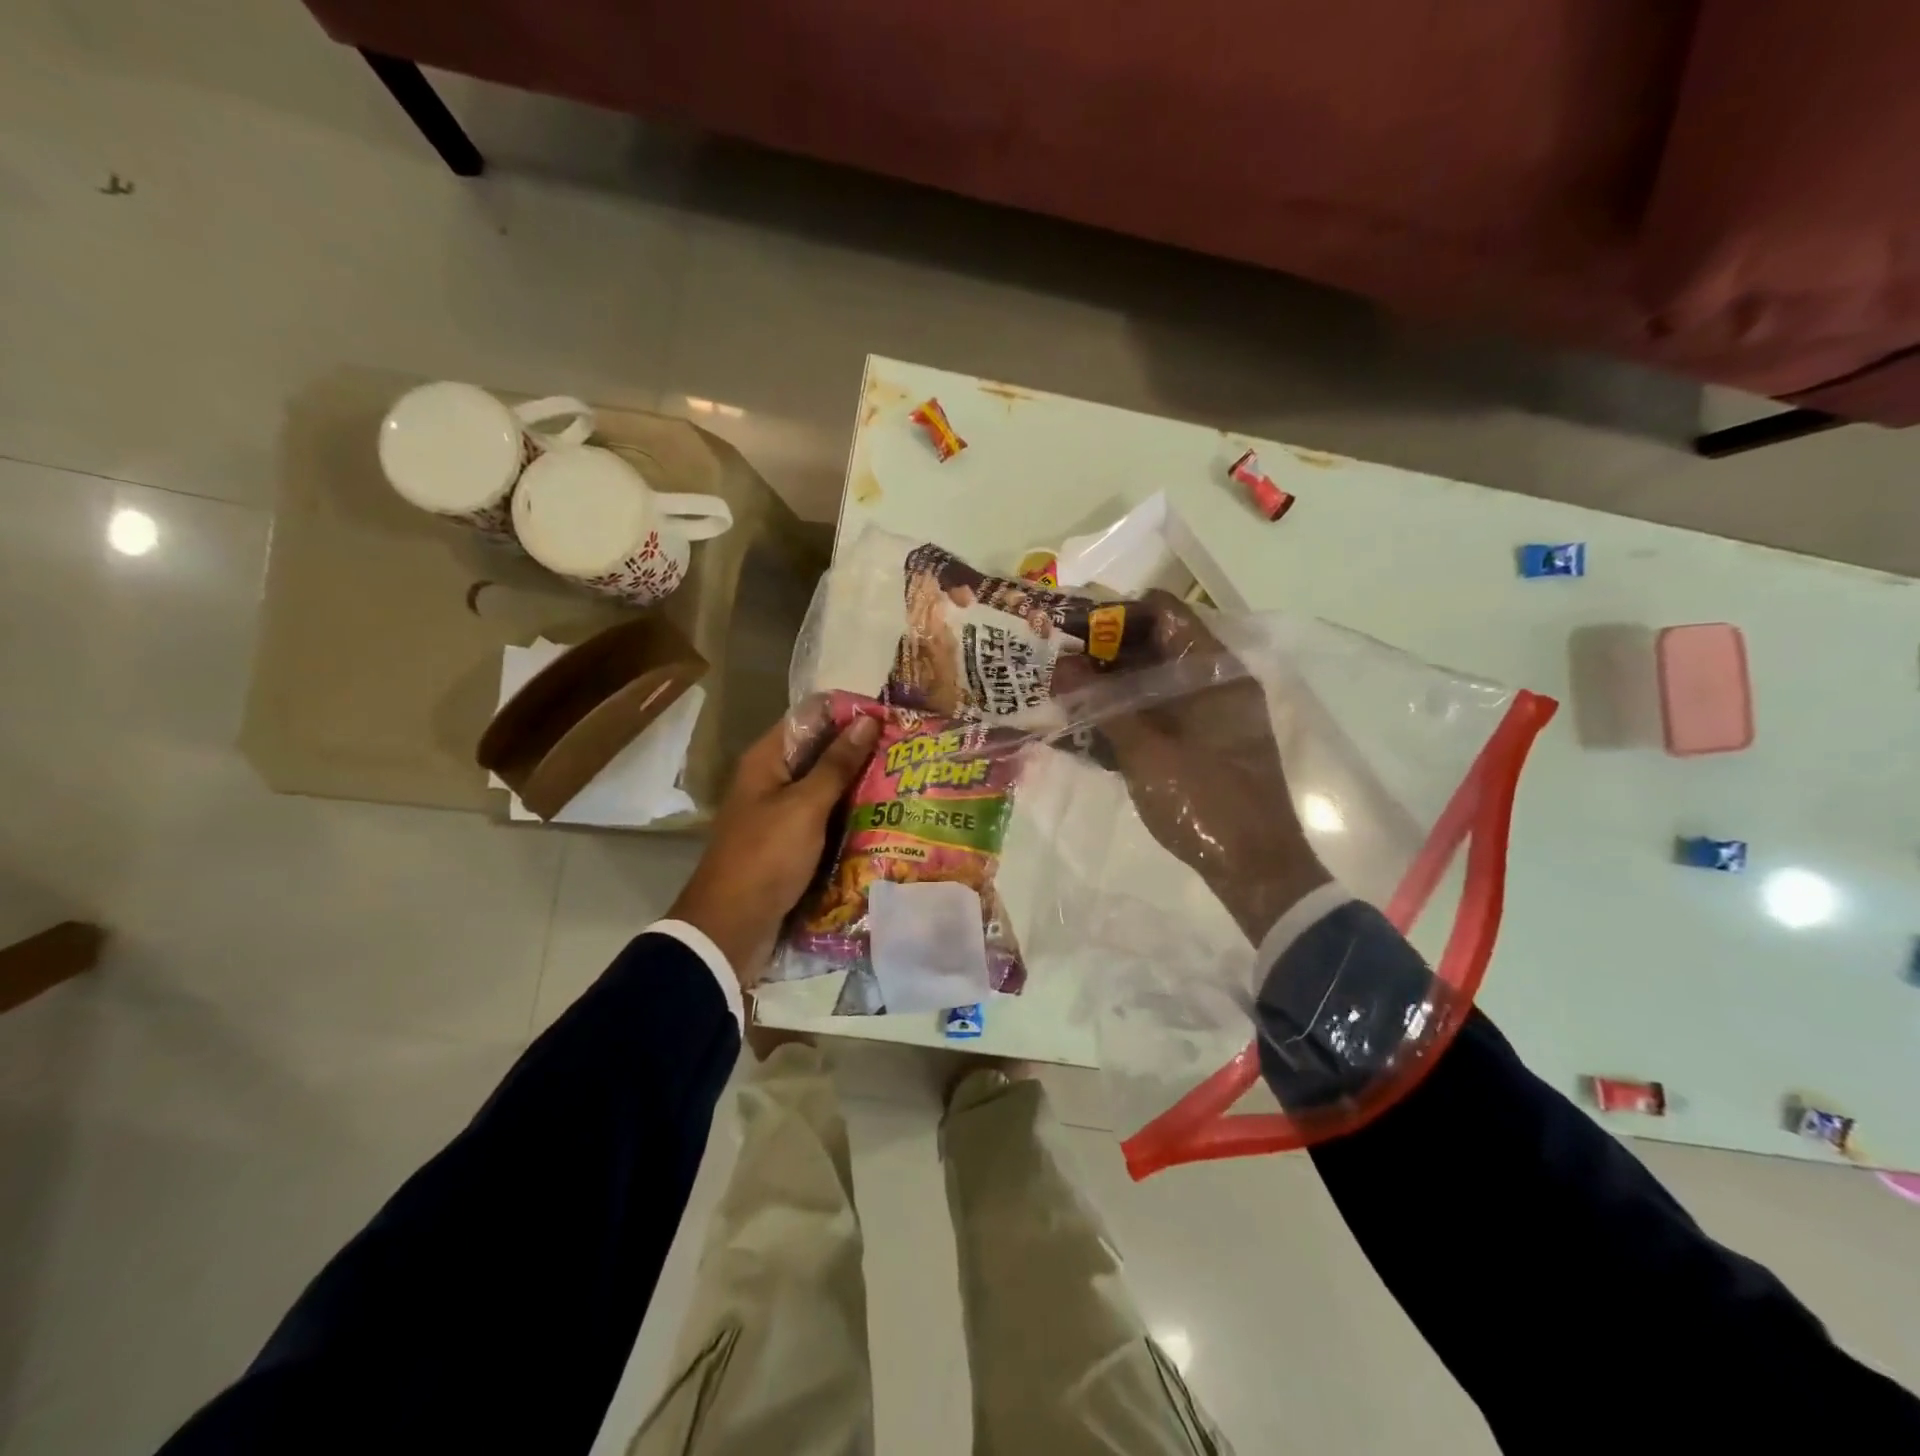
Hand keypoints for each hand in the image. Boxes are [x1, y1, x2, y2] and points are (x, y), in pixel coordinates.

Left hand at [668, 712, 879, 987]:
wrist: (731, 926)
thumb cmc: (766, 856)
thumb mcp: (805, 806)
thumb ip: (836, 764)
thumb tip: (867, 720)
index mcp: (766, 760)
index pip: (810, 718)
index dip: (848, 714)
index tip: (891, 717)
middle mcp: (771, 780)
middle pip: (820, 753)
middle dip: (860, 752)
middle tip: (907, 751)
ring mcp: (780, 813)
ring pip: (825, 789)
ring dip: (858, 786)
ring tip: (905, 780)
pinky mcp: (790, 843)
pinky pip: (825, 819)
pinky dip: (848, 816)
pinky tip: (883, 818)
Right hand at [1053, 593, 1329, 942]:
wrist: (1255, 868)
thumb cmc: (1204, 802)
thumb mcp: (1146, 753)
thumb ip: (1103, 706)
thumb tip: (1060, 666)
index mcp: (1214, 669)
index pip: (1162, 612)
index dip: (1114, 615)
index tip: (1070, 632)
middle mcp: (1215, 681)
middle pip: (1154, 645)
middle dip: (1104, 653)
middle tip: (1057, 665)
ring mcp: (1209, 713)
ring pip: (1153, 681)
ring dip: (1111, 686)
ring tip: (1064, 695)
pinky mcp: (1201, 742)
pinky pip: (1158, 712)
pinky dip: (1127, 714)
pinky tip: (1089, 729)